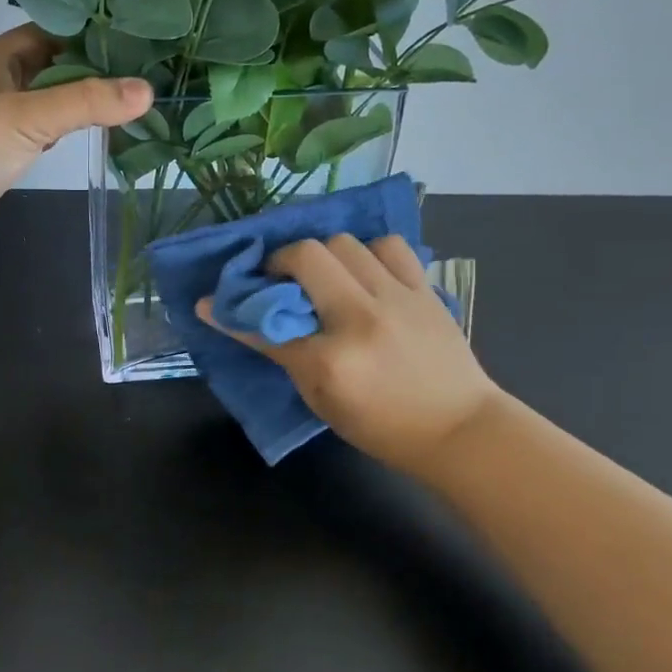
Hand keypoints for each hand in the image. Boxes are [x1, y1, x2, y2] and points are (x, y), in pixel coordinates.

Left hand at [0, 26, 151, 245]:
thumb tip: (148, 92)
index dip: (86, 31)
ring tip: (125, 99)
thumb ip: (88, 103)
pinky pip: (38, 132)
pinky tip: (89, 134)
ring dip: (77, 101)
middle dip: (89, 68)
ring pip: (45, 100)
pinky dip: (62, 131)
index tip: (130, 35)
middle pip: (50, 65)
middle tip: (138, 70)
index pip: (49, 31)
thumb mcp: (31, 115)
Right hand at [200, 234, 499, 475]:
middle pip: (306, 256)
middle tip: (279, 282)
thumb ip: (281, 354)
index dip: (233, 311)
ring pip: (345, 243)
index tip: (211, 302)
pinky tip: (364, 273)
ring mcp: (398, 298)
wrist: (459, 429)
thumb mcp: (321, 400)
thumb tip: (234, 321)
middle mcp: (362, 318)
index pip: (267, 324)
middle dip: (280, 262)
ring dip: (323, 255)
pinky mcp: (424, 289)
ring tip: (323, 276)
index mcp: (332, 359)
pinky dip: (368, 253)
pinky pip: (389, 246)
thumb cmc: (382, 426)